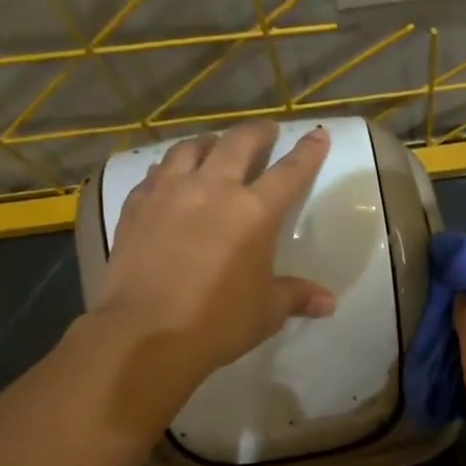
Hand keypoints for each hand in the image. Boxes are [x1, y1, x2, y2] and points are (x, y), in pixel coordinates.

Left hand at [87, 122, 335, 410]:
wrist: (145, 333)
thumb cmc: (217, 322)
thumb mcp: (266, 312)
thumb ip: (296, 296)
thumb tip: (328, 302)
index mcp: (254, 212)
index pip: (290, 172)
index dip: (307, 152)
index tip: (317, 135)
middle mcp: (213, 189)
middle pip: (238, 144)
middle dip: (257, 133)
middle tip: (266, 132)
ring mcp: (169, 192)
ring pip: (191, 148)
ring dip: (209, 142)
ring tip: (215, 146)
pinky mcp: (137, 205)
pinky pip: (157, 172)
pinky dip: (171, 168)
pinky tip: (171, 177)